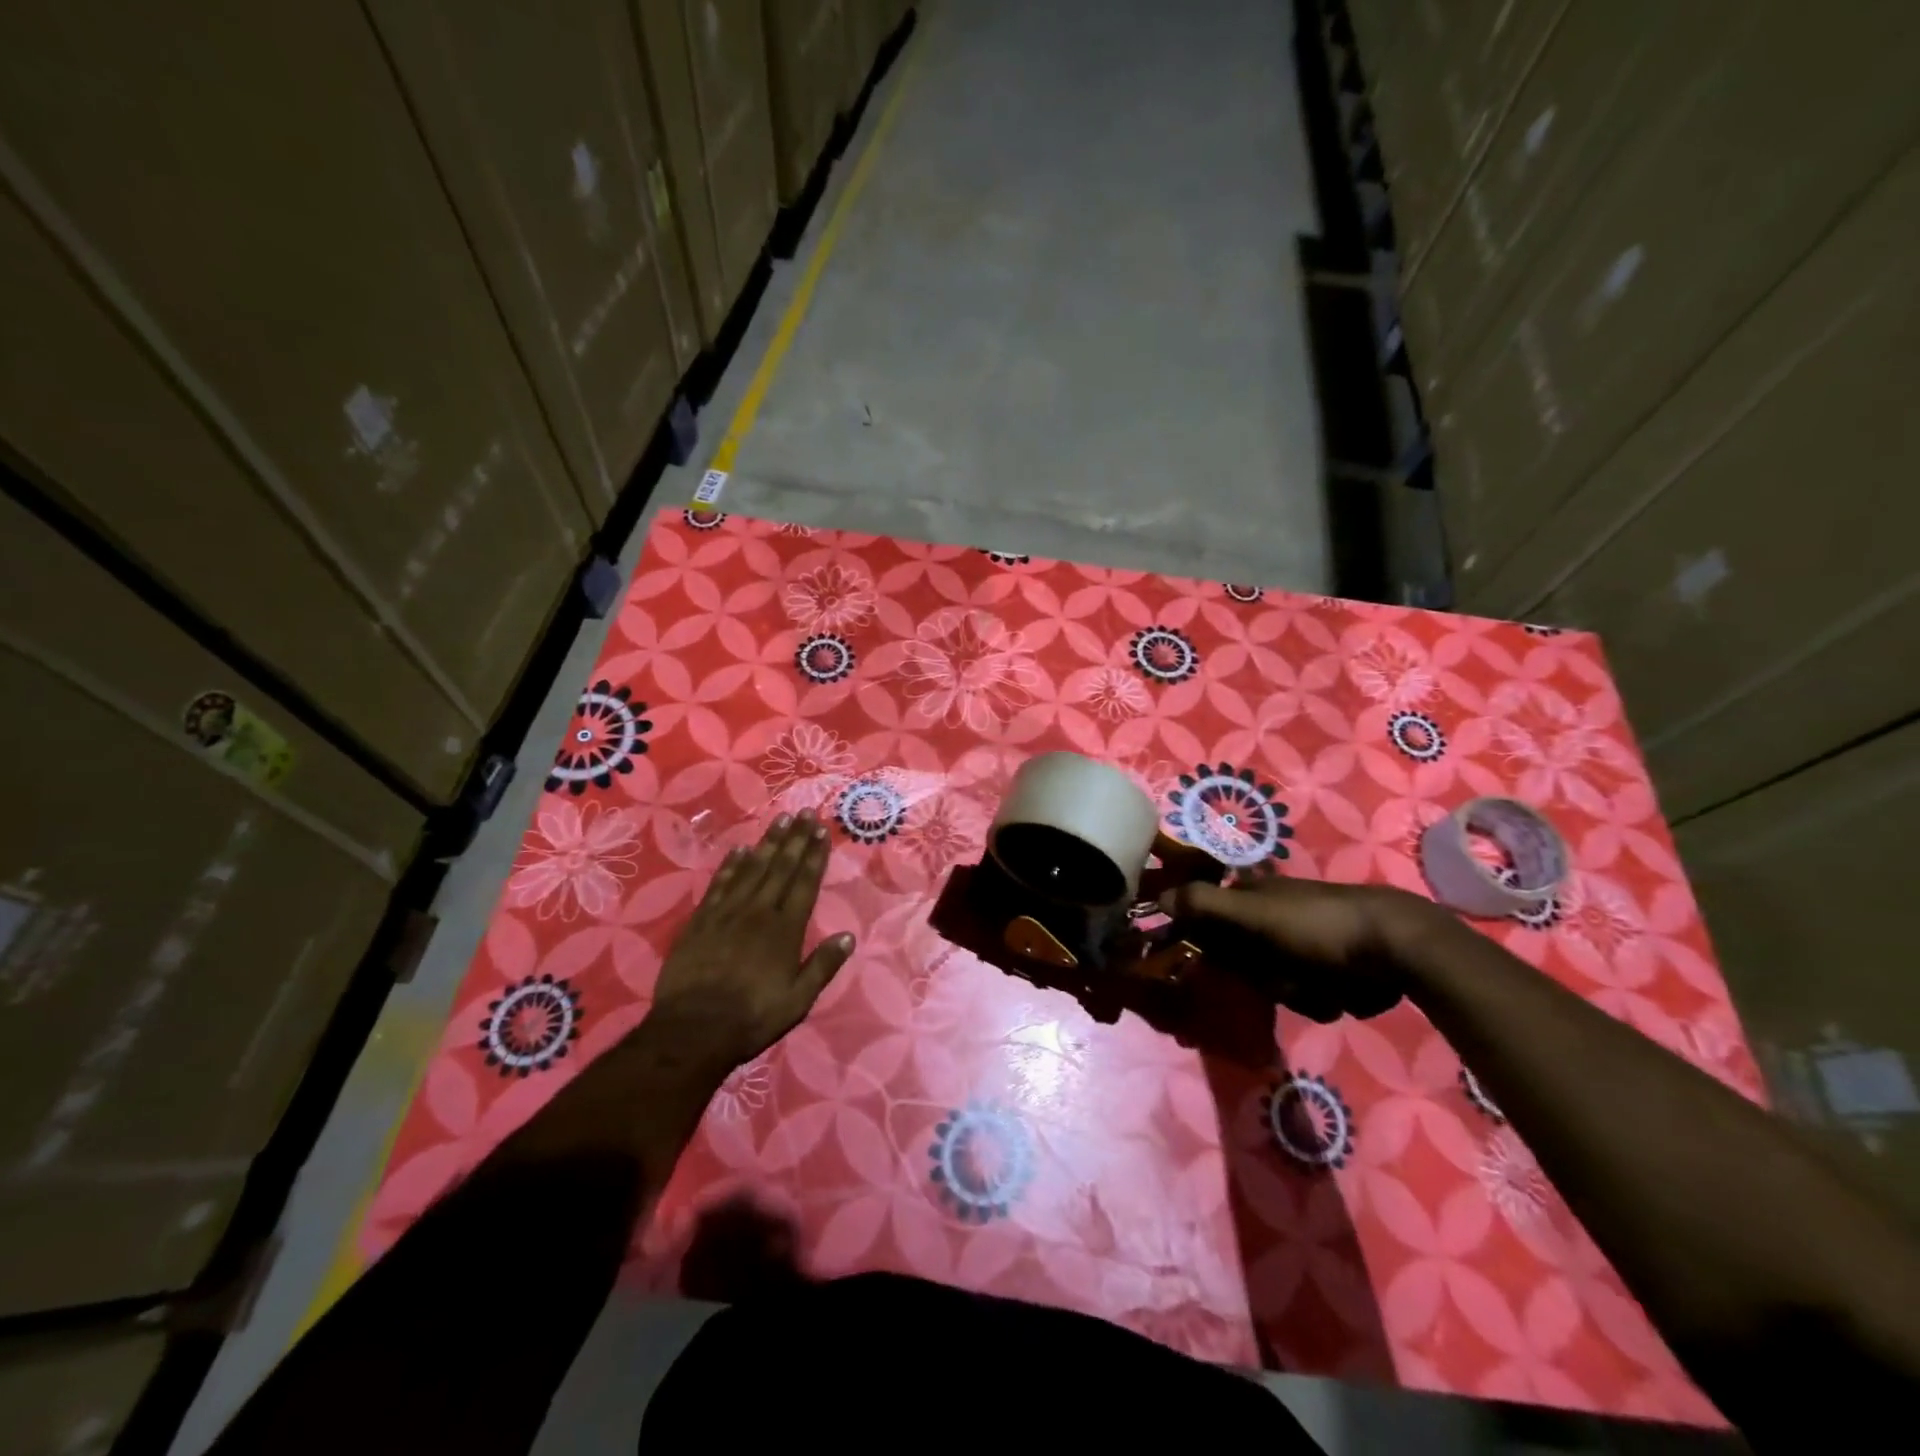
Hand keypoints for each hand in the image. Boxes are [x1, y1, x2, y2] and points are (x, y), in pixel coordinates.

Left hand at [652, 811, 855, 1067]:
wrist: (693, 1029)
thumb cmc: (752, 1017)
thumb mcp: (798, 1000)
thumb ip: (823, 966)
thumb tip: (848, 936)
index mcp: (785, 930)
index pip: (805, 883)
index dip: (814, 855)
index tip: (821, 831)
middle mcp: (759, 912)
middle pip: (780, 867)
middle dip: (795, 839)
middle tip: (805, 812)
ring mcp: (727, 912)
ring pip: (752, 868)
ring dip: (768, 842)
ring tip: (780, 819)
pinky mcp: (701, 919)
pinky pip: (720, 883)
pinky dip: (732, 864)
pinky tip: (741, 849)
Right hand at [1160, 874, 1434, 1021]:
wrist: (1398, 946)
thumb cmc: (1317, 925)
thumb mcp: (1254, 913)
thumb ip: (1203, 904)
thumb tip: (1155, 898)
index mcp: (1251, 897)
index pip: (1207, 923)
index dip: (1203, 946)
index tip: (1206, 970)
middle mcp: (1272, 917)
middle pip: (1241, 962)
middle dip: (1258, 978)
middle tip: (1274, 980)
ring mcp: (1302, 943)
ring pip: (1273, 983)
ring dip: (1291, 992)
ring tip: (1315, 987)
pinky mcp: (1330, 968)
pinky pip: (1307, 995)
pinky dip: (1319, 998)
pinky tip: (1337, 992)